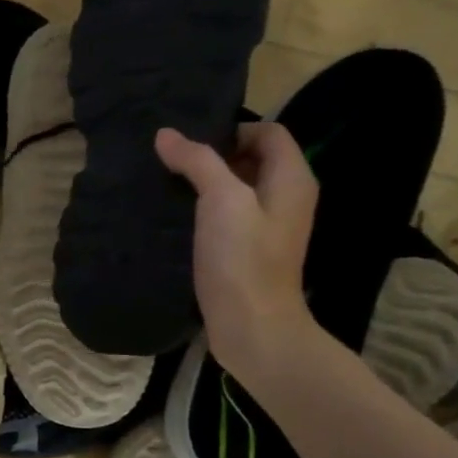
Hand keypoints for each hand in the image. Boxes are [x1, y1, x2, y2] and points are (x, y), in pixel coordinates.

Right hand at [155, 123, 318, 381]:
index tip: (192, 146)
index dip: (232, 130)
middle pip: (253, 158)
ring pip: (237, 189)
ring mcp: (268, 227)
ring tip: (168, 187)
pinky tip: (177, 219)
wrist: (251, 326)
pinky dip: (205, 211)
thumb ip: (198, 162)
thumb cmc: (242, 259)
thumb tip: (166, 135)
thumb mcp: (221, 201)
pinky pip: (228, 216)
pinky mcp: (248, 250)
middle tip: (173, 163)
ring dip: (205, 184)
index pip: (268, 132)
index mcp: (291, 180)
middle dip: (214, 156)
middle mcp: (286, 198)